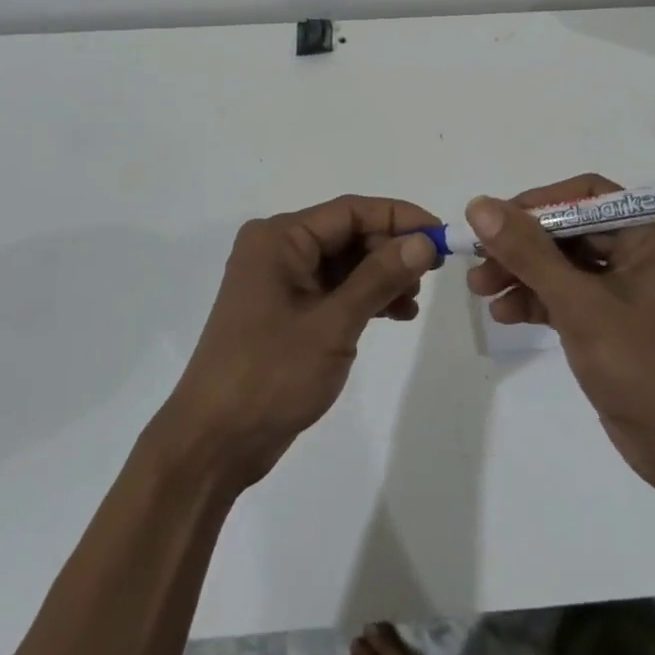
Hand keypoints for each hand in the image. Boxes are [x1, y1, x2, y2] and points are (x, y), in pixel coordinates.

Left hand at [157, 195, 438, 492]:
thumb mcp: (333, 323)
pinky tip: (397, 314)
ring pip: (345, 263)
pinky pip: (335, 289)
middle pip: (348, 234)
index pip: (350, 211)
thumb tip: (424, 241)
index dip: (399, 218)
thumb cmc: (270, 374)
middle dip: (391, 250)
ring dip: (382, 276)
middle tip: (432, 273)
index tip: (440, 234)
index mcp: (280, 238)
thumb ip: (380, 277)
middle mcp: (278, 249)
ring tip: (414, 301)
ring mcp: (281, 281)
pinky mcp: (287, 311)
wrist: (214, 443)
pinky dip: (365, 298)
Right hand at [465, 174, 654, 497]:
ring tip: (480, 290)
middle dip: (522, 248)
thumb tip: (480, 205)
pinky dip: (540, 301)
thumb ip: (528, 252)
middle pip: (571, 231)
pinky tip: (505, 314)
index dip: (536, 205)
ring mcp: (633, 287)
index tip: (493, 221)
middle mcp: (647, 250)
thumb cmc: (642, 364)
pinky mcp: (618, 320)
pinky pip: (572, 295)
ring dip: (524, 275)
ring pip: (567, 265)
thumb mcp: (579, 303)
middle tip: (478, 263)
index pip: (586, 196)